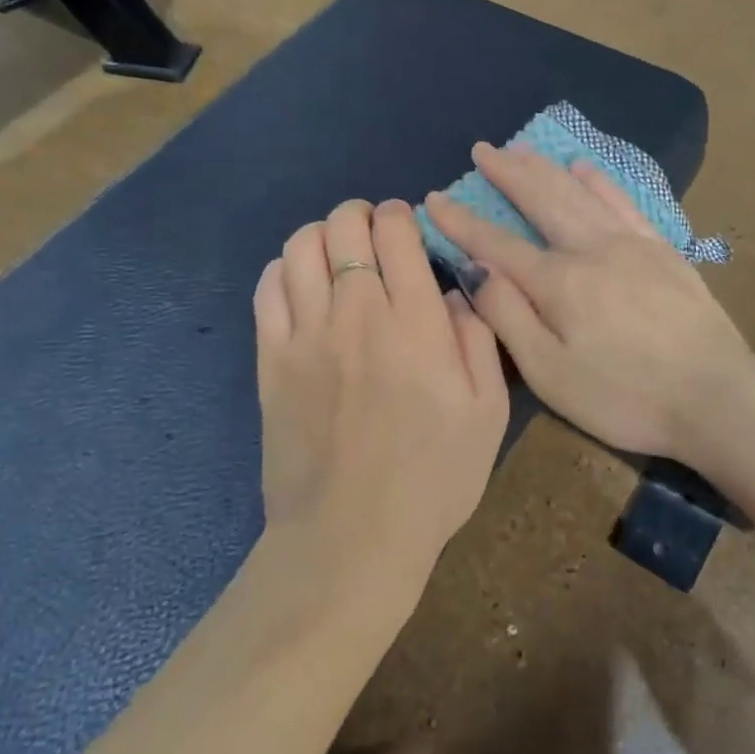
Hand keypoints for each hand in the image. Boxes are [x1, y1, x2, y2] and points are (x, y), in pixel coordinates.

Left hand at [254, 199, 509, 593]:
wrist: (351, 538)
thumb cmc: (432, 480)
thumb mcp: (488, 413)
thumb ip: (477, 339)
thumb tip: (451, 293)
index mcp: (414, 323)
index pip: (396, 233)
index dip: (400, 215)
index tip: (406, 225)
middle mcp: (356, 314)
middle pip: (343, 227)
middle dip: (359, 215)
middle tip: (372, 233)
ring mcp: (306, 335)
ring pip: (299, 248)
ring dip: (320, 235)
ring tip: (335, 252)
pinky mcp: (271, 361)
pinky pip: (267, 290)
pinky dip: (282, 270)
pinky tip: (299, 282)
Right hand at [423, 144, 754, 463]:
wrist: (717, 396)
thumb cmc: (625, 397)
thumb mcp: (552, 375)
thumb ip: (509, 319)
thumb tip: (477, 271)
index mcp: (558, 282)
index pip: (496, 243)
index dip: (461, 221)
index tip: (434, 197)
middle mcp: (591, 249)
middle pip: (542, 199)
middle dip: (507, 173)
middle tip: (483, 149)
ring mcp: (632, 244)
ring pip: (580, 192)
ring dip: (547, 168)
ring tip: (522, 149)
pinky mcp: (663, 250)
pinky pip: (625, 202)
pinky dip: (601, 180)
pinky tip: (586, 167)